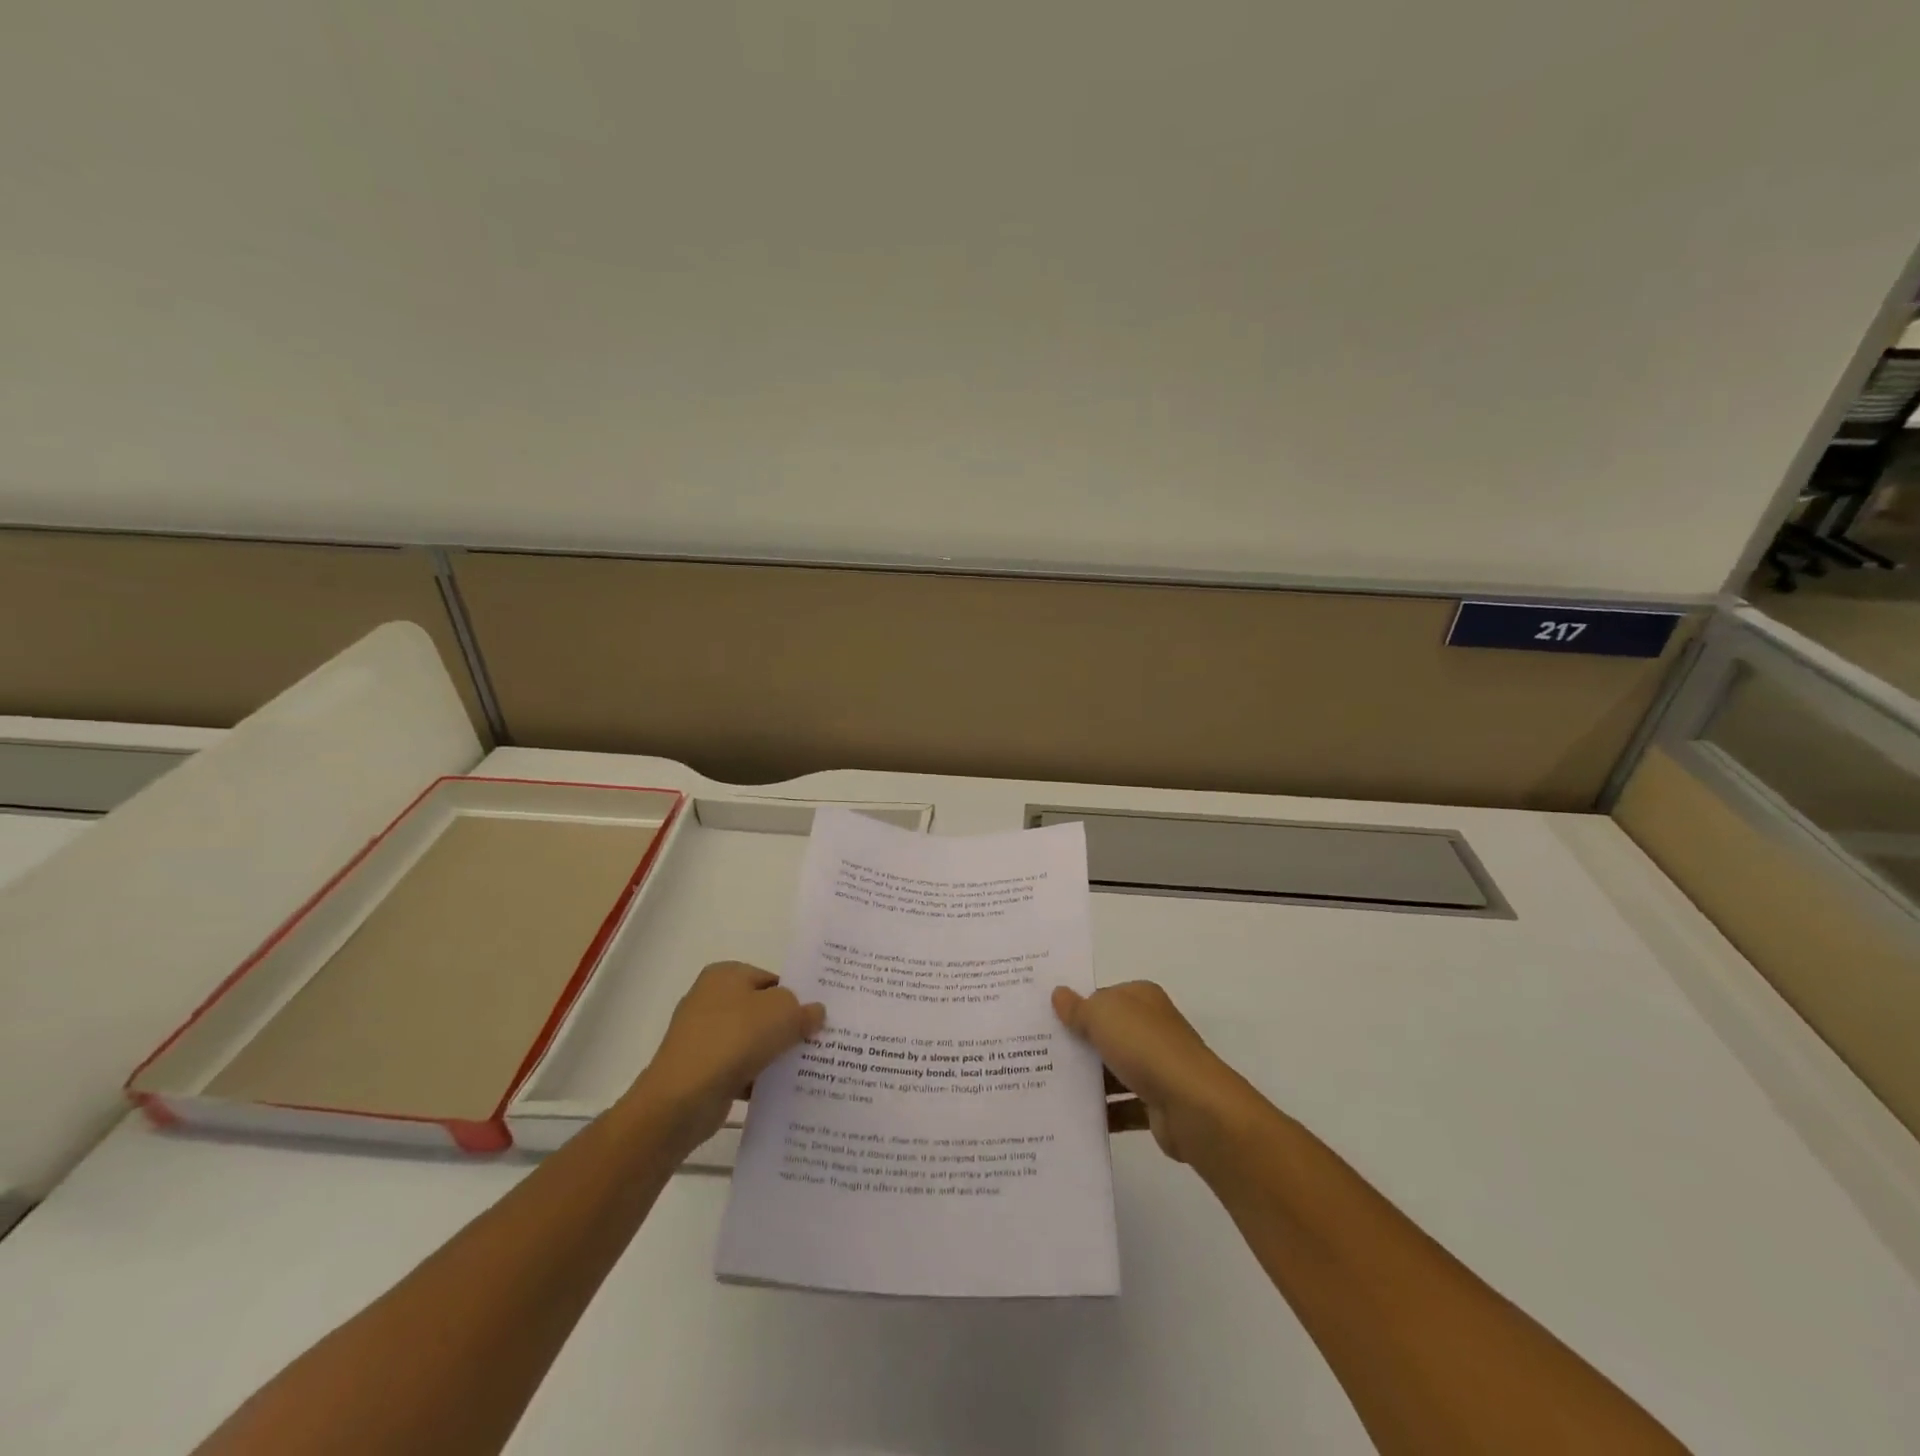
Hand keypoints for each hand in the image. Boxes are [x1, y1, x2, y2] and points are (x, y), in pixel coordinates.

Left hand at [628, 961, 824, 1157]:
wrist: (682, 1098)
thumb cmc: (734, 1039)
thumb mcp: (782, 1013)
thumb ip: (803, 1010)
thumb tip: (815, 1012)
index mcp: (725, 975)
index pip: (771, 980)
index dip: (796, 997)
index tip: (817, 1018)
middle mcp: (709, 999)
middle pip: (761, 1011)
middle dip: (786, 1027)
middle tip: (817, 1042)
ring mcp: (701, 1036)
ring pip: (751, 1041)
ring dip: (773, 1055)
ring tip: (805, 1069)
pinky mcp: (699, 1070)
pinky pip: (738, 1068)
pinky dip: (756, 1077)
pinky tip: (780, 1090)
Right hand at [1052, 981, 1256, 1162]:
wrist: (1192, 1105)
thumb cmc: (1145, 1047)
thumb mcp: (1102, 1016)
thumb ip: (1078, 1008)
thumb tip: (1059, 994)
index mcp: (1141, 998)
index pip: (1103, 997)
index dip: (1075, 1007)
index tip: (1044, 1020)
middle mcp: (1151, 1028)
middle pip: (1106, 1033)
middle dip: (1077, 1044)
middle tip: (1036, 1054)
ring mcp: (1157, 1066)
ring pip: (1113, 1070)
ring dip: (1088, 1080)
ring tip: (1046, 1087)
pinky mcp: (1157, 1103)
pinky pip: (1122, 1106)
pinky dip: (1102, 1112)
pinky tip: (1072, 1117)